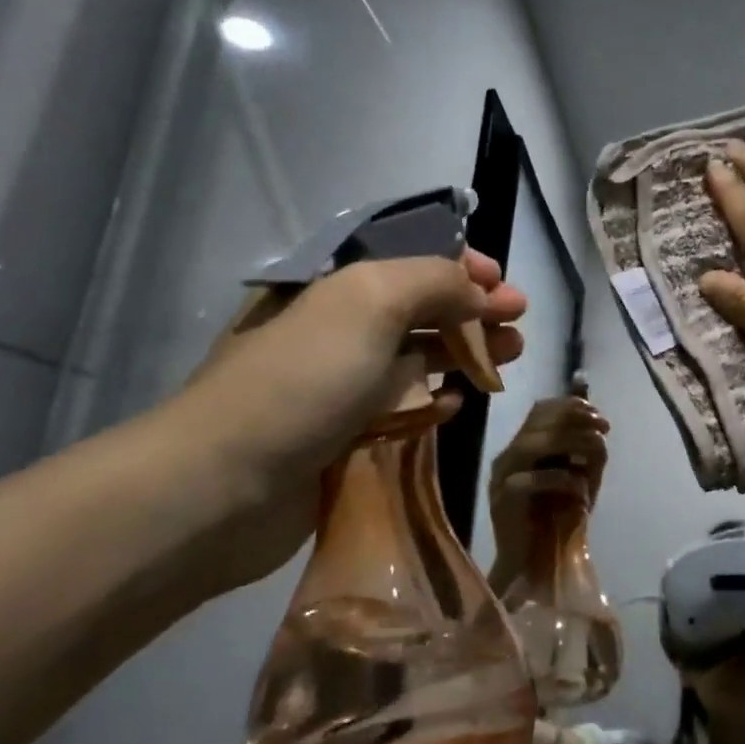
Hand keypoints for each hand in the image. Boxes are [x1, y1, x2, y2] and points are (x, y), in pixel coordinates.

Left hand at [155, 250, 526, 595]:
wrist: (225, 484)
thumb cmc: (304, 379)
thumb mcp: (370, 301)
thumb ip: (434, 281)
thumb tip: (477, 292)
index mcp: (334, 284)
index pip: (406, 258)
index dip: (458, 264)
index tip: (502, 283)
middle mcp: (337, 327)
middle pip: (419, 307)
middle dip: (473, 309)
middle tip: (519, 322)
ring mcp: (338, 383)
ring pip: (415, 357)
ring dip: (464, 352)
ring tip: (510, 357)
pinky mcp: (342, 434)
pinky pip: (399, 407)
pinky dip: (431, 401)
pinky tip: (456, 405)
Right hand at [488, 396, 609, 578]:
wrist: (540, 564)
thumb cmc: (560, 519)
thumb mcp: (580, 477)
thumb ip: (585, 450)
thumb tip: (597, 423)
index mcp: (523, 446)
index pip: (541, 409)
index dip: (572, 406)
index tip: (600, 417)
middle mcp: (508, 456)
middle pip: (539, 421)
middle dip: (577, 420)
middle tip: (603, 430)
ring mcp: (502, 478)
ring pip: (533, 444)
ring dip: (572, 442)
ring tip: (597, 450)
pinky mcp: (502, 501)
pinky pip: (530, 480)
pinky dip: (562, 480)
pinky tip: (582, 489)